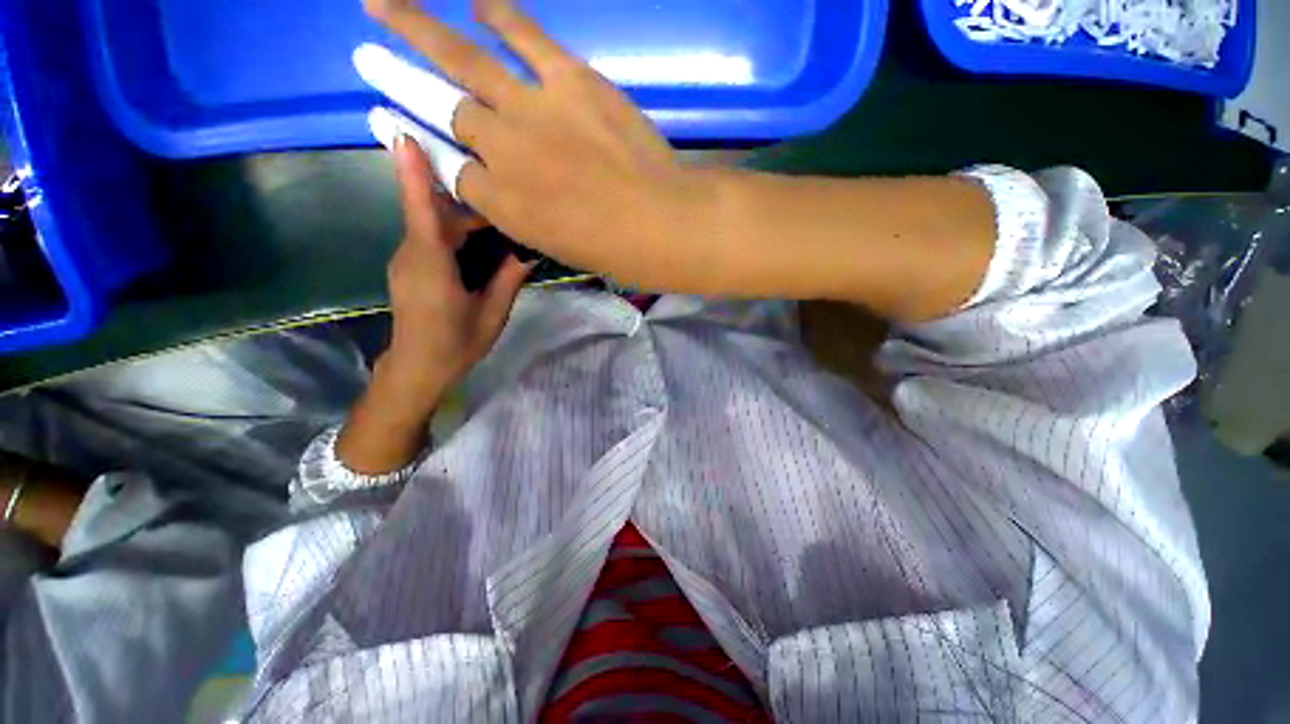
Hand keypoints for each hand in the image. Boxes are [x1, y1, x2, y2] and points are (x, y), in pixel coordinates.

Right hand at [363, 0, 724, 291]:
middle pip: (439, 109)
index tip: (391, 123)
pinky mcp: (571, 82)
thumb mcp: (553, 245)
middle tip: (364, 60)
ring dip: (417, 28)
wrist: (658, 223)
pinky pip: (526, 37)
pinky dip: (501, 15)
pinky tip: (479, 1)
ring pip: (462, 62)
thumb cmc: (611, 249)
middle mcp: (503, 152)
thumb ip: (518, 213)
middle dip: (397, 83)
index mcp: (501, 203)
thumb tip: (496, 184)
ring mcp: (533, 109)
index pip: (447, 168)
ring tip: (379, 3)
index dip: (418, 145)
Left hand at [382, 136, 530, 404]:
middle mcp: (411, 254)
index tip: (406, 135)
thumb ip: (507, 279)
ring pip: (433, 225)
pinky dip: (454, 232)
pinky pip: (430, 238)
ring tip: (499, 221)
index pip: (421, 212)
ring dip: (464, 219)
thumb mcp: (491, 314)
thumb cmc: (456, 343)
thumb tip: (529, 251)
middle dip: (469, 205)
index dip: (413, 174)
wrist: (419, 367)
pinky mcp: (409, 266)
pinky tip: (479, 242)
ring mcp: (406, 259)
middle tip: (508, 204)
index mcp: (431, 266)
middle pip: (436, 214)